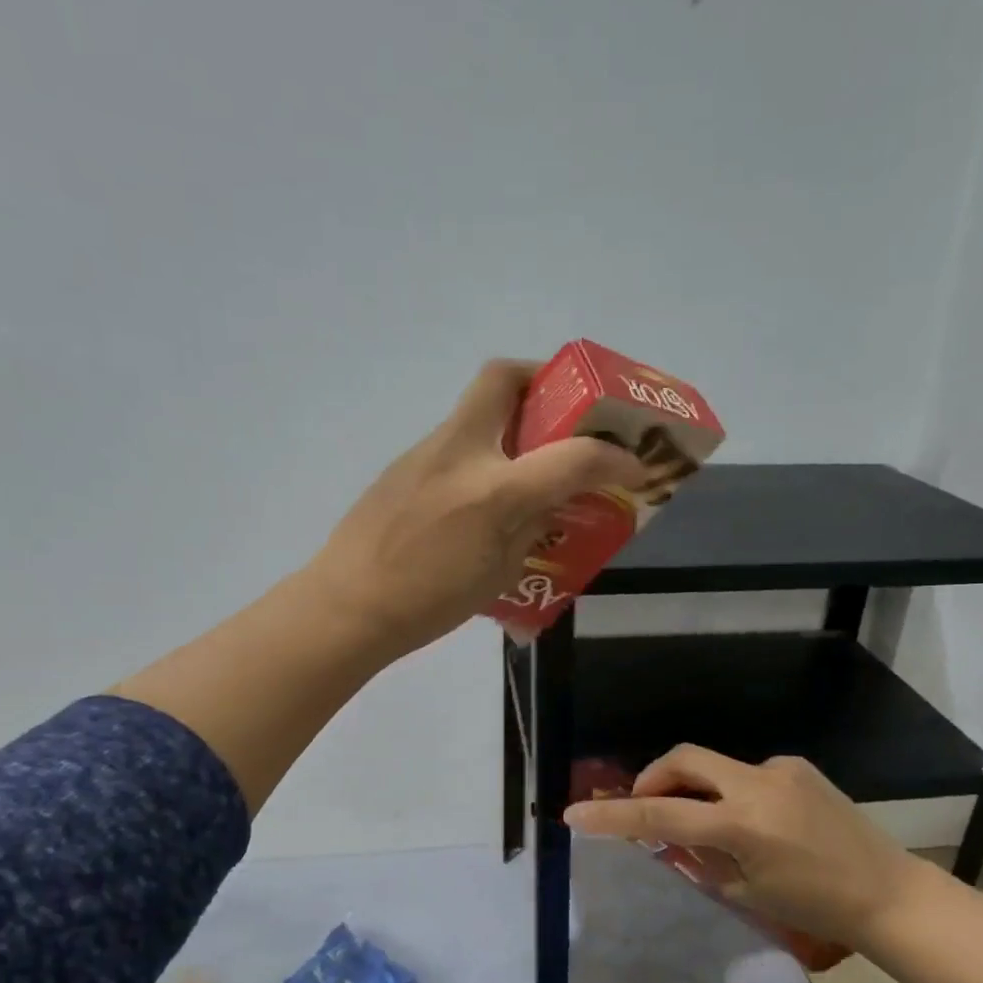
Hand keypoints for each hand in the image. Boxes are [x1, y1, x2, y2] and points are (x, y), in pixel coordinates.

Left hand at [304, 360, 646, 656]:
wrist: (349, 606)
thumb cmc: (430, 603)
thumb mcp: (500, 574)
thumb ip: (533, 527)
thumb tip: (552, 500)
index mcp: (495, 491)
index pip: (573, 455)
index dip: (614, 457)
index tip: (633, 465)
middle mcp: (462, 453)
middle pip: (504, 376)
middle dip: (542, 379)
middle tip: (563, 412)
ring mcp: (426, 452)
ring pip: (475, 408)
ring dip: (510, 419)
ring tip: (527, 461)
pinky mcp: (402, 465)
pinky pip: (454, 441)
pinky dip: (481, 452)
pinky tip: (479, 495)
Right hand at [562, 745, 934, 949]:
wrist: (887, 892)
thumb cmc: (815, 907)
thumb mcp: (745, 891)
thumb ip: (699, 856)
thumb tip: (671, 832)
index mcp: (742, 825)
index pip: (661, 814)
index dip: (613, 815)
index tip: (575, 814)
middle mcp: (758, 783)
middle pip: (682, 759)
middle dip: (652, 778)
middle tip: (645, 807)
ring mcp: (780, 769)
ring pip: (714, 767)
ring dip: (697, 790)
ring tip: (711, 828)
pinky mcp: (797, 765)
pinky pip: (746, 773)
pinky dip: (731, 793)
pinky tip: (756, 824)